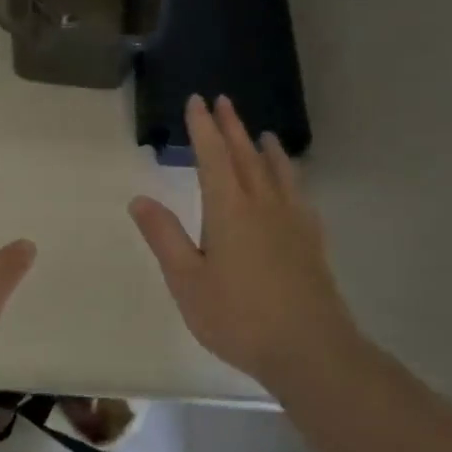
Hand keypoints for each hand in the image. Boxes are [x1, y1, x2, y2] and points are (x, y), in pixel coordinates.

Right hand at [129, 95, 361, 389]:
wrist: (311, 351)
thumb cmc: (239, 317)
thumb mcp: (187, 280)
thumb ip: (164, 237)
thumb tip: (139, 198)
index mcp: (229, 210)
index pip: (213, 156)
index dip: (203, 127)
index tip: (197, 101)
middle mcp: (263, 206)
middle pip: (246, 156)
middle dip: (232, 128)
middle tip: (224, 102)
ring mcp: (292, 223)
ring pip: (277, 173)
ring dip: (266, 149)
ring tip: (264, 134)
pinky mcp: (311, 243)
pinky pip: (299, 196)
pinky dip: (291, 179)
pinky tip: (292, 187)